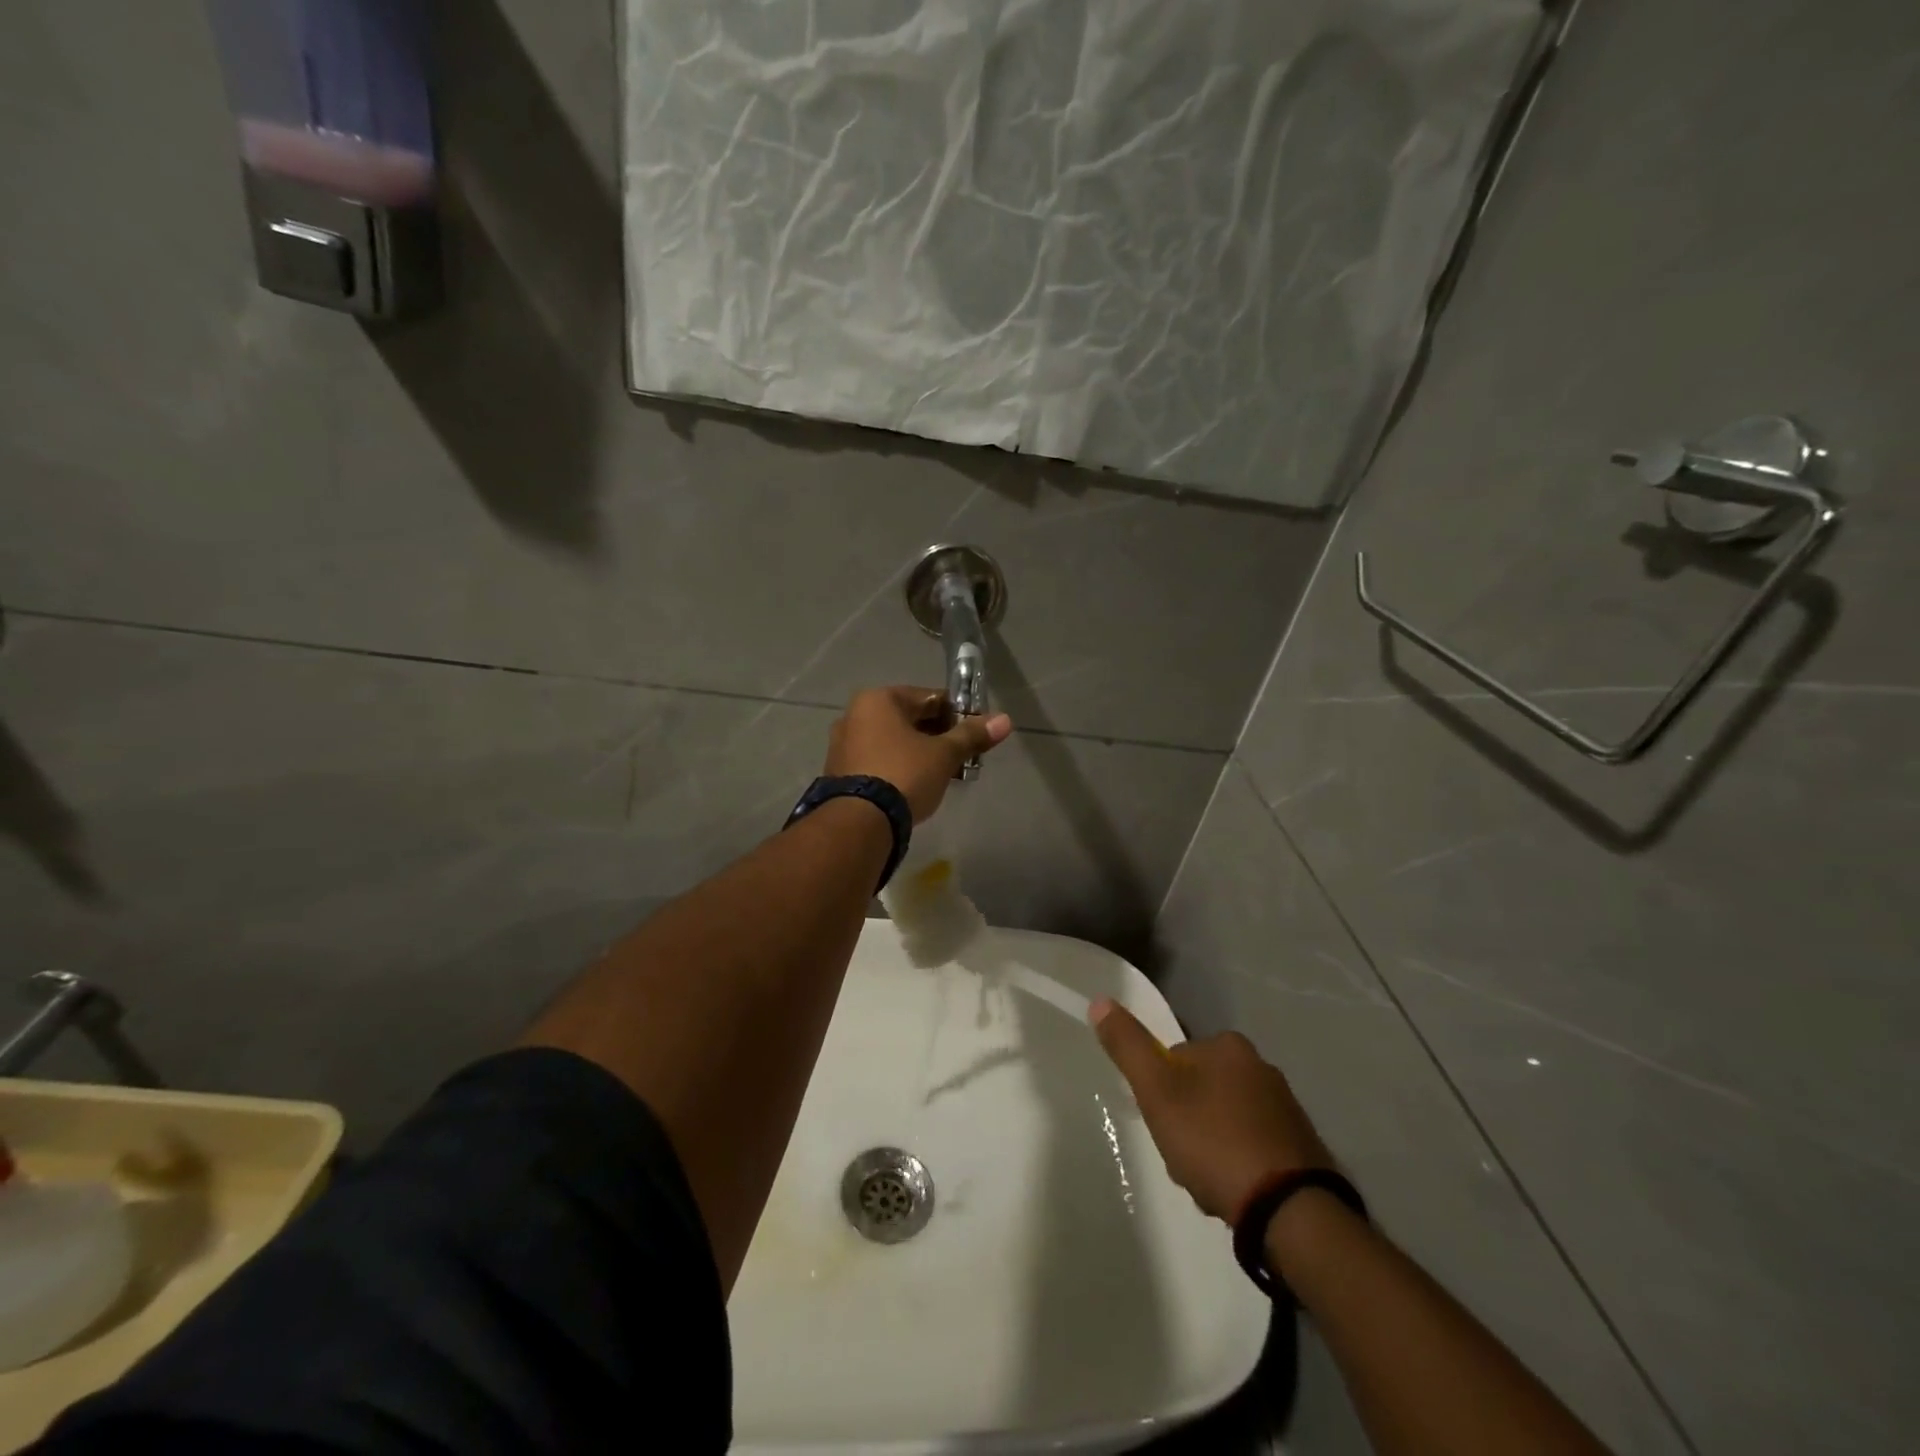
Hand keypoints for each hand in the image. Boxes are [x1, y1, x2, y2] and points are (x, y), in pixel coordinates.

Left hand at [825, 686, 1012, 822]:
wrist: (860, 823)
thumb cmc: (904, 774)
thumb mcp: (944, 755)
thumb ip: (972, 736)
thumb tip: (1005, 719)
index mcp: (878, 700)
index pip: (928, 697)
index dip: (956, 714)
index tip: (974, 733)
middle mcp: (854, 715)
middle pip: (909, 719)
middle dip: (937, 736)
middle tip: (961, 757)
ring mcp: (842, 745)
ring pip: (892, 742)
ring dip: (918, 753)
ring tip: (942, 775)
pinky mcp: (839, 773)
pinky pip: (877, 761)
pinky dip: (898, 768)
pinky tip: (915, 787)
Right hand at [1090, 998, 1333, 1222]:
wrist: (1291, 1211)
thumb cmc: (1215, 1142)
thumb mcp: (1158, 1092)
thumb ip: (1128, 1047)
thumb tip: (1100, 1000)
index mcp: (1229, 1046)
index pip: (1176, 1060)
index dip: (1160, 1094)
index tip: (1162, 1124)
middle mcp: (1262, 1066)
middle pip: (1200, 1091)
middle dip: (1186, 1123)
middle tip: (1182, 1159)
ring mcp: (1286, 1108)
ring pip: (1225, 1121)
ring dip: (1210, 1148)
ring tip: (1207, 1183)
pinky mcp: (1302, 1146)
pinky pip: (1253, 1146)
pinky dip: (1239, 1165)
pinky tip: (1234, 1191)